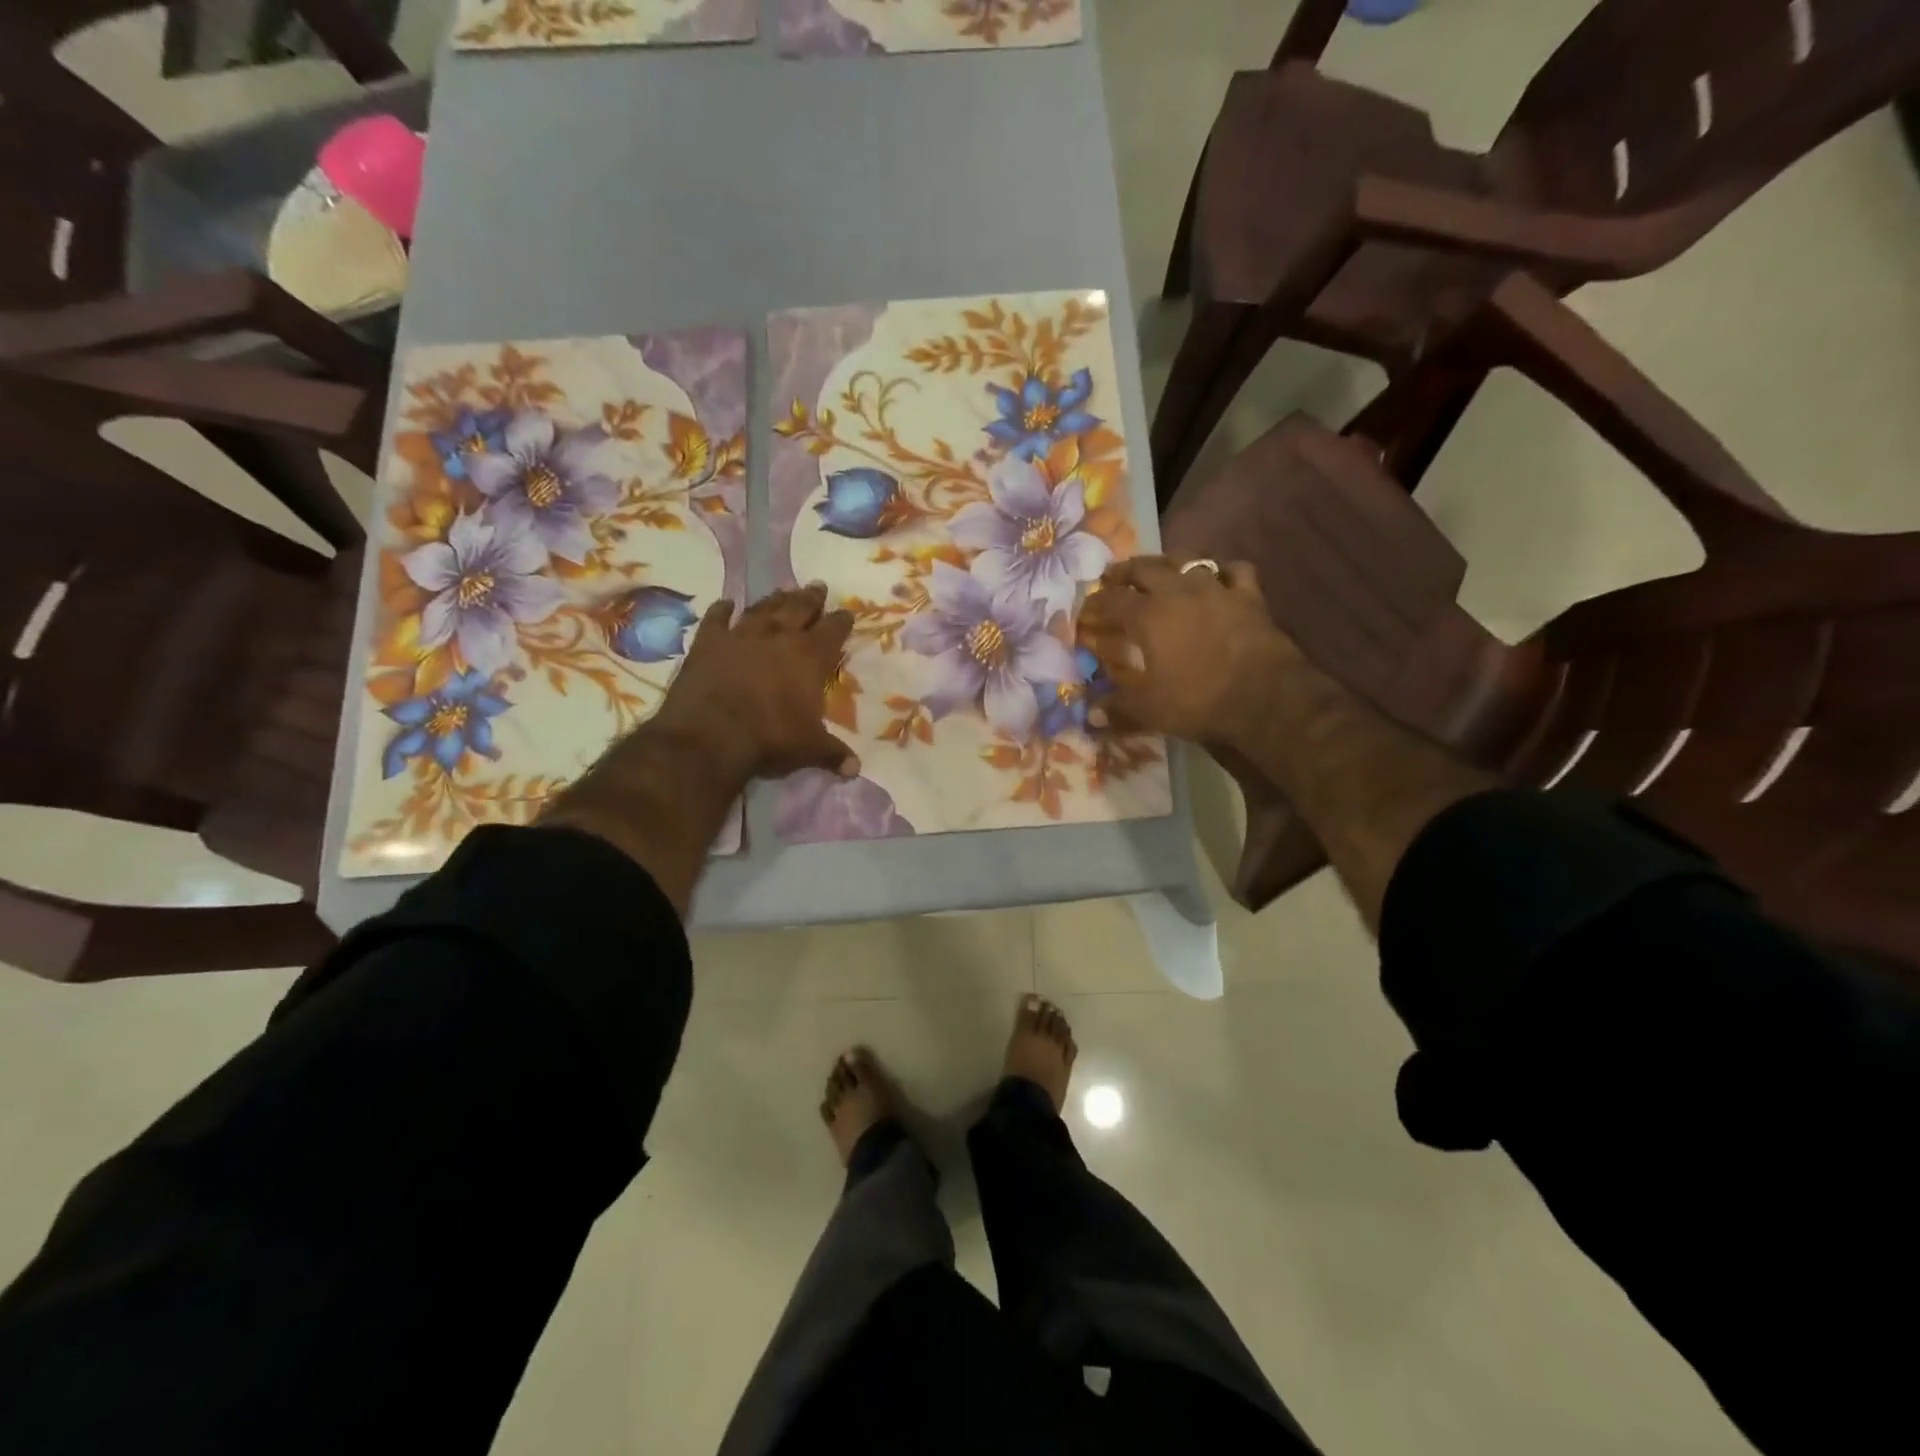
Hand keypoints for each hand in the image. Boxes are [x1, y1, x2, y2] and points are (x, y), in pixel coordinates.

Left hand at [650, 583, 858, 781]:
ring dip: (775, 598)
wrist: (712, 734)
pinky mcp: (708, 642)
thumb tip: (855, 770)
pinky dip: (722, 610)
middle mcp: (778, 637)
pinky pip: (717, 619)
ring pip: (763, 608)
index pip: (833, 631)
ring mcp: (741, 635)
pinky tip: (726, 602)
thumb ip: (833, 753)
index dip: (841, 621)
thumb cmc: (770, 738)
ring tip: (784, 590)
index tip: (847, 612)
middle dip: (811, 598)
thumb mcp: (809, 749)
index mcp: (810, 657)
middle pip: (799, 609)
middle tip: (818, 586)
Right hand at [1080, 557, 1295, 747]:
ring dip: (1166, 565)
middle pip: (1143, 568)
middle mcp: (1178, 591)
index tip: (1085, 612)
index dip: (1093, 604)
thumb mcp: (1149, 711)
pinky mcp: (1249, 596)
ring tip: (1159, 574)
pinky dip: (1221, 572)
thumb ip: (1116, 708)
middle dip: (1123, 573)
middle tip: (1112, 580)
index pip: (1110, 600)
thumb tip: (1089, 715)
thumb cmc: (1199, 701)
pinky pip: (1233, 571)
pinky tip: (1217, 580)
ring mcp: (1216, 588)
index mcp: (1148, 615)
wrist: (1266, 698)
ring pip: (1185, 561)